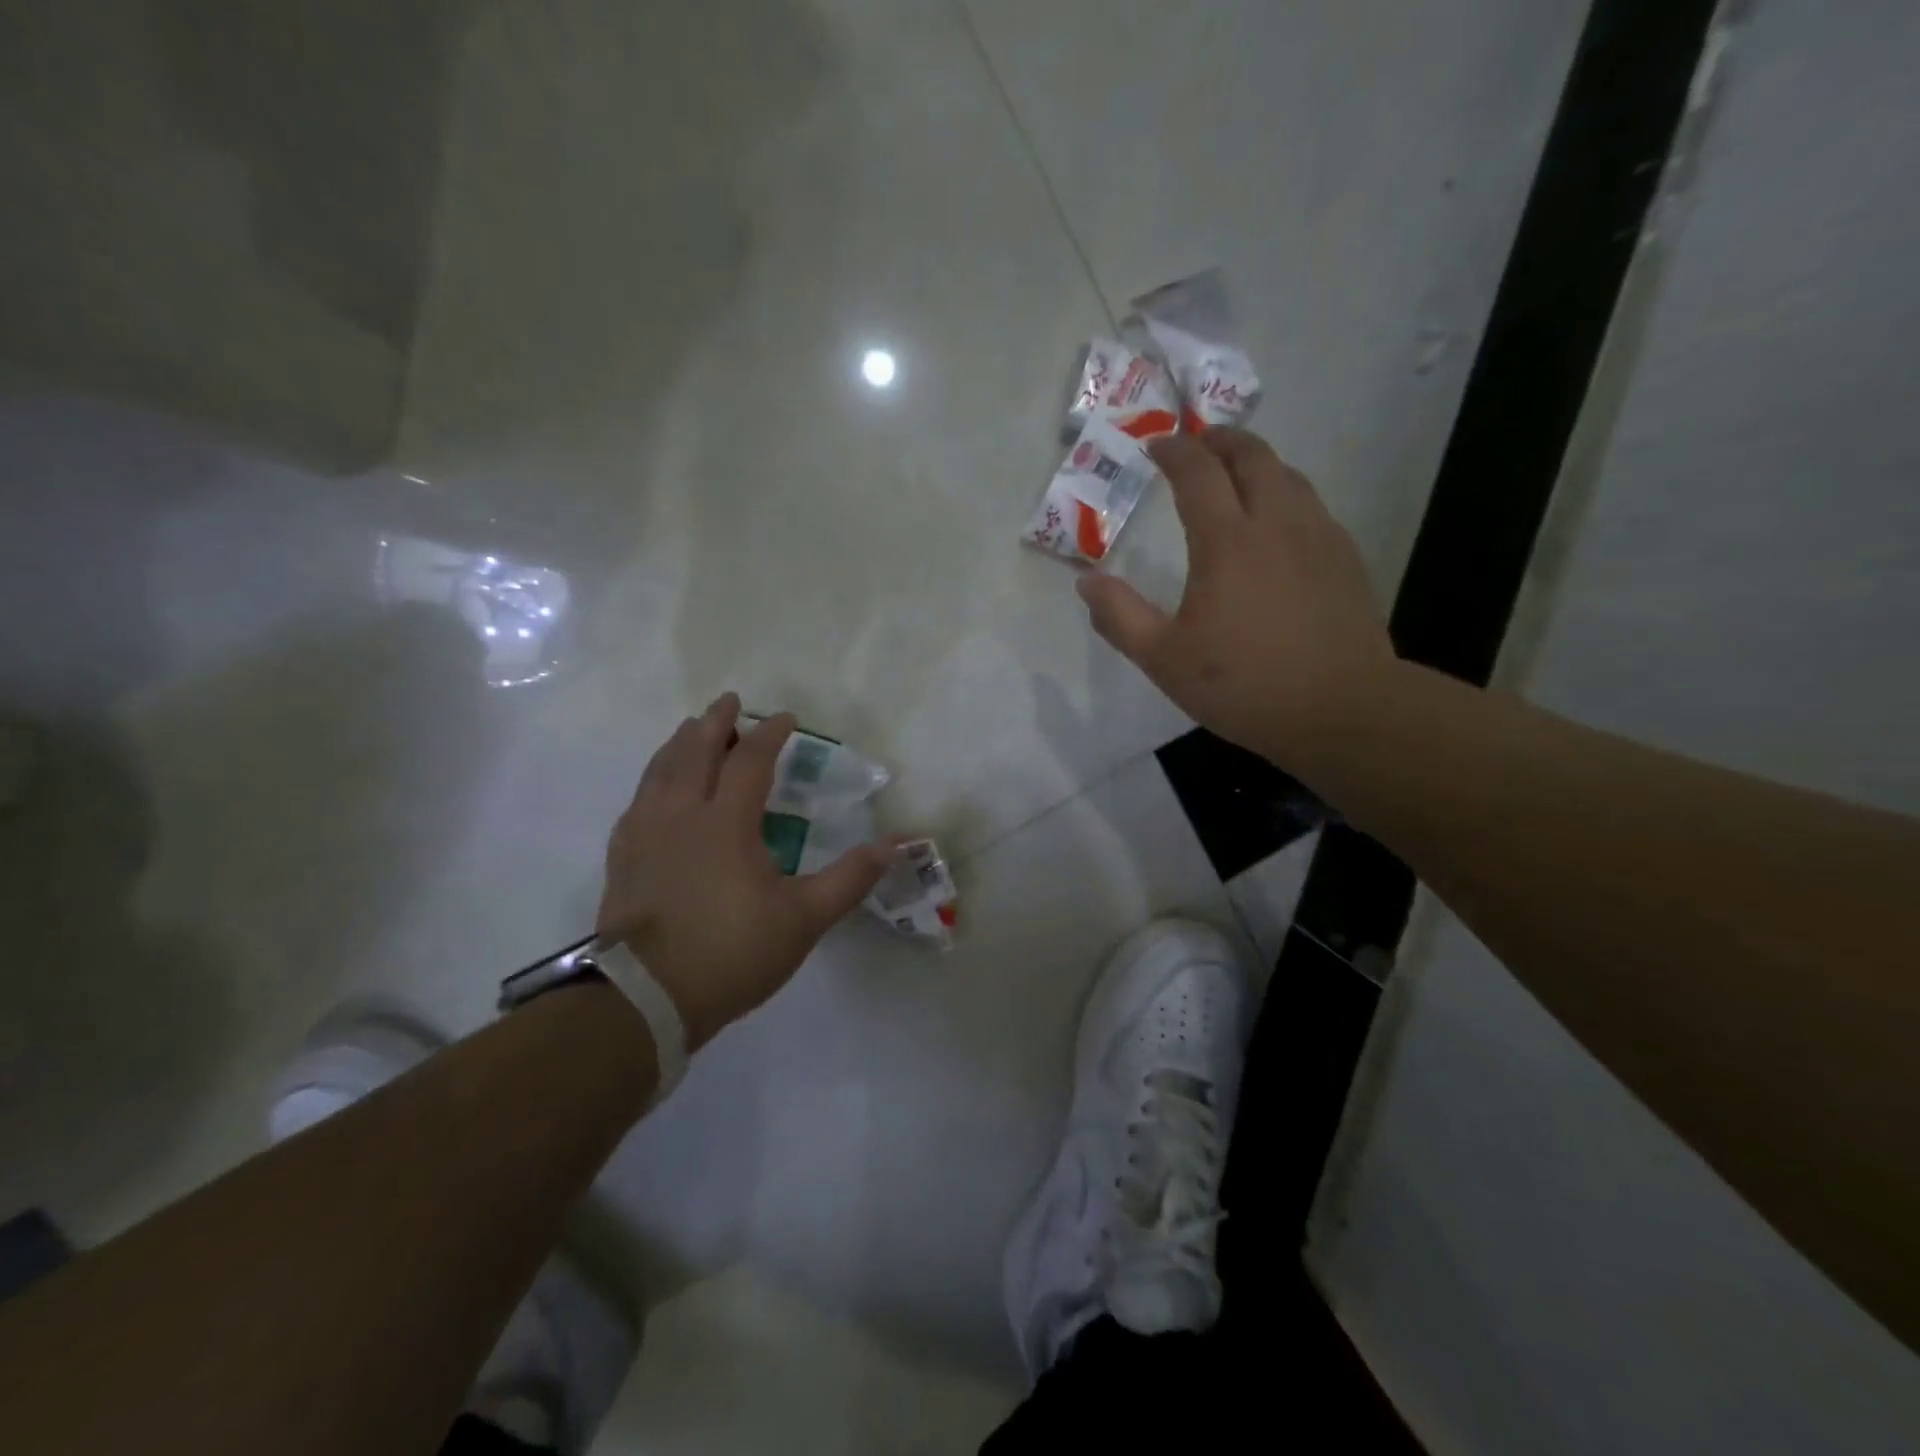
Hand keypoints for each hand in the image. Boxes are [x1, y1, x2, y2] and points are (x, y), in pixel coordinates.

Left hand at [596, 695, 891, 1049]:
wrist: (646, 998)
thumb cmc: (731, 953)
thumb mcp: (803, 920)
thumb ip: (849, 879)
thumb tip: (893, 845)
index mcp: (726, 823)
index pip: (750, 761)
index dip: (769, 735)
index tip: (785, 719)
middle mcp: (680, 815)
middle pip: (694, 752)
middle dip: (714, 723)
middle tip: (728, 701)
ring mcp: (644, 835)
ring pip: (659, 772)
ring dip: (679, 744)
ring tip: (690, 729)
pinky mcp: (622, 858)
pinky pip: (637, 802)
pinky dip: (652, 780)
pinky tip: (655, 788)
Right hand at [1077, 428, 1394, 764]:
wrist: (1341, 710)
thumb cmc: (1243, 684)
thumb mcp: (1164, 660)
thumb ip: (1120, 617)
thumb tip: (1087, 582)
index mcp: (1227, 542)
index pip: (1198, 473)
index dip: (1174, 451)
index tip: (1155, 447)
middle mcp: (1276, 523)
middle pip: (1252, 456)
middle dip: (1220, 440)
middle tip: (1198, 444)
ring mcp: (1318, 537)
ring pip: (1288, 476)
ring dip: (1256, 463)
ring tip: (1235, 475)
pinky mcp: (1345, 558)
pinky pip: (1311, 505)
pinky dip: (1285, 494)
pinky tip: (1277, 523)